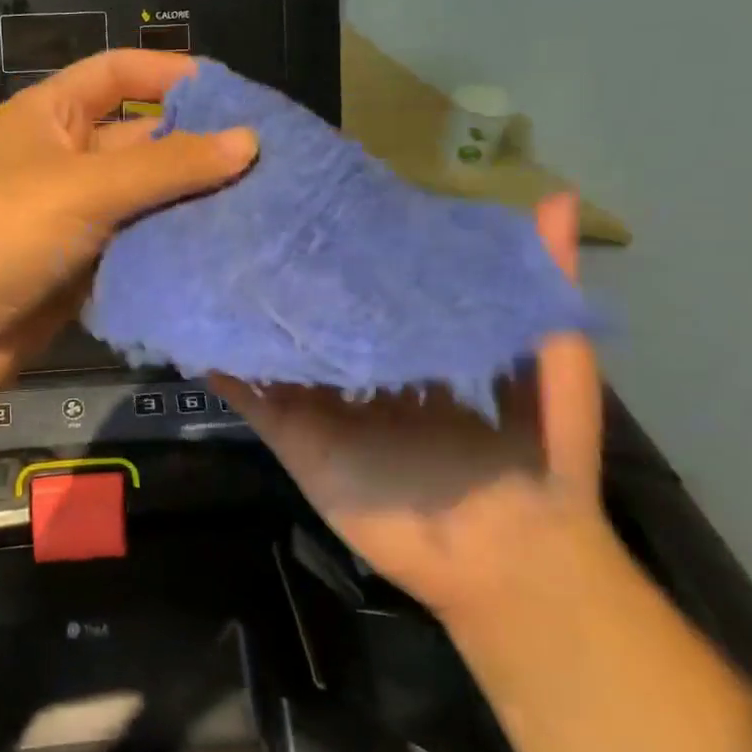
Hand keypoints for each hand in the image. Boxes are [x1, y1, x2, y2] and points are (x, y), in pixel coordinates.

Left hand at [0, 50, 256, 398]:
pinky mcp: (80, 268)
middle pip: (139, 140)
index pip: (117, 73)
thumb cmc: (2, 230)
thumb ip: (170, 164)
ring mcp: (71, 216)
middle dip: (194, 149)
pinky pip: (135, 247)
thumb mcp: (86, 186)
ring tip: (260, 210)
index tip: (234, 94)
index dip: (171, 74)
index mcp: (50, 114)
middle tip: (267, 165)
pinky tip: (221, 254)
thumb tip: (249, 140)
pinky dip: (170, 249)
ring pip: (143, 200)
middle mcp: (62, 158)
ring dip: (189, 205)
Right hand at [213, 193, 605, 618]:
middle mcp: (361, 368)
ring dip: (245, 311)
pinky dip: (223, 366)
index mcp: (414, 345)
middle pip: (314, 312)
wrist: (515, 556)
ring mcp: (324, 404)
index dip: (345, 245)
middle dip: (286, 272)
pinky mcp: (297, 439)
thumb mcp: (555, 352)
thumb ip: (545, 280)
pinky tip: (194, 325)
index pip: (369, 284)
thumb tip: (557, 196)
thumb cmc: (541, 450)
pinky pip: (252, 397)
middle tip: (248, 215)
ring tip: (208, 253)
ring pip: (274, 347)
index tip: (314, 197)